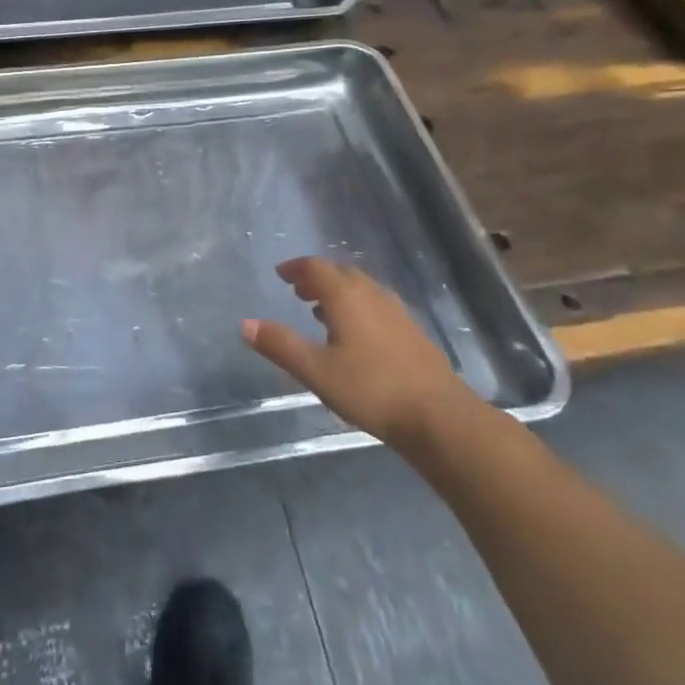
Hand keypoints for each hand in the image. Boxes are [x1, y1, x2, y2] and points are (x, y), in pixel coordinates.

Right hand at [242, 257, 468, 446]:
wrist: (439, 416)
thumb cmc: (371, 389)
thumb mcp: (316, 370)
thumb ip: (281, 345)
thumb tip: (245, 324)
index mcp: (346, 297)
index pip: (316, 268)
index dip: (296, 268)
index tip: (281, 274)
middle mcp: (372, 295)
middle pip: (341, 273)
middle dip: (317, 277)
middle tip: (298, 290)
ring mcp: (397, 313)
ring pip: (362, 289)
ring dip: (339, 292)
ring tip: (321, 310)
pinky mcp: (413, 333)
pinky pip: (377, 306)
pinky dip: (358, 307)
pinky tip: (357, 335)